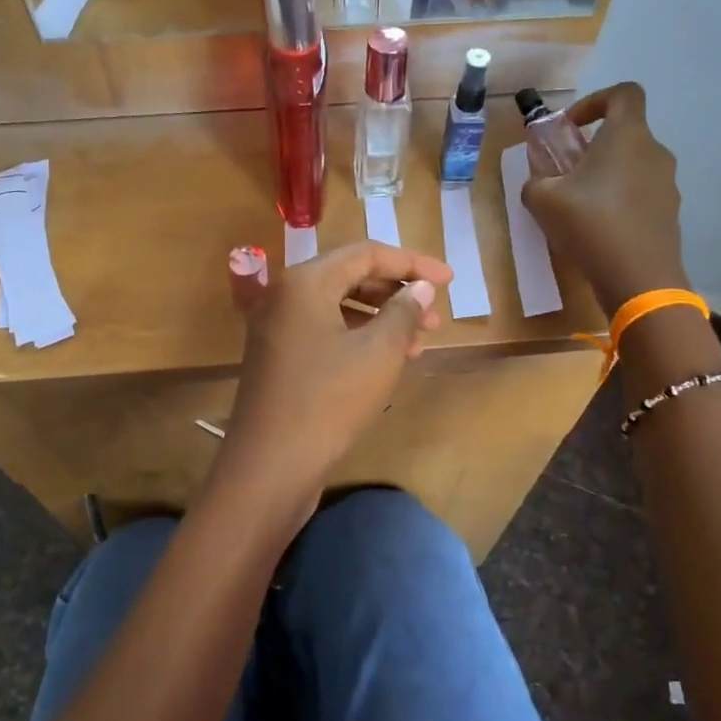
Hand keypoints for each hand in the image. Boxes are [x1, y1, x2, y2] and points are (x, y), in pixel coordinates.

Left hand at [215, 241, 451, 515]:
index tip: (450, 279)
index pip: (367, 253)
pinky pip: (325, 332)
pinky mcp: (279, 358)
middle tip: (435, 316)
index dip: (413, 263)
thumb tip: (420, 287)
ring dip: (381, 318)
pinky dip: (359, 338)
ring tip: (420, 341)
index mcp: (305, 282)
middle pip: (350, 277)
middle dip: (397, 292)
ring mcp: (277, 328)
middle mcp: (285, 296)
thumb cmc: (329, 401)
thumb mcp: (378, 353)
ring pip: (339, 307)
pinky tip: (388, 360)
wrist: (270, 466)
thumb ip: (403, 311)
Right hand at [520, 83, 689, 312]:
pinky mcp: (669, 213)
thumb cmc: (590, 226)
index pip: (624, 93)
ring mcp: (667, 184)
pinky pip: (641, 194)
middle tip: (567, 173)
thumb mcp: (543, 200)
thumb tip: (539, 182)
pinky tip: (599, 230)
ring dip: (607, 176)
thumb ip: (536, 181)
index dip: (595, 101)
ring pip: (633, 166)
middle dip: (594, 146)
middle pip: (626, 134)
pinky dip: (620, 201)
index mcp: (627, 136)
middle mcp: (654, 152)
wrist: (638, 278)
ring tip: (580, 206)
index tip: (570, 126)